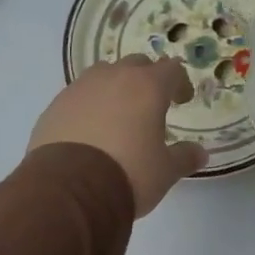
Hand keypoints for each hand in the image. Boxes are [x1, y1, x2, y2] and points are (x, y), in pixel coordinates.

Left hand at [28, 57, 207, 215]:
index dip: (180, 83)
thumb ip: (184, 157)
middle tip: (151, 104)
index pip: (171, 69)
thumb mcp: (165, 171)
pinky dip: (89, 105)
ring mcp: (80, 89)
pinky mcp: (55, 106)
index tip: (183, 100)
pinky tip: (90, 131)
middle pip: (136, 64)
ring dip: (115, 87)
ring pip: (103, 75)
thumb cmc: (129, 173)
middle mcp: (113, 78)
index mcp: (147, 87)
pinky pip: (78, 96)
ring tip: (118, 114)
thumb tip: (200, 153)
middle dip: (147, 79)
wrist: (69, 190)